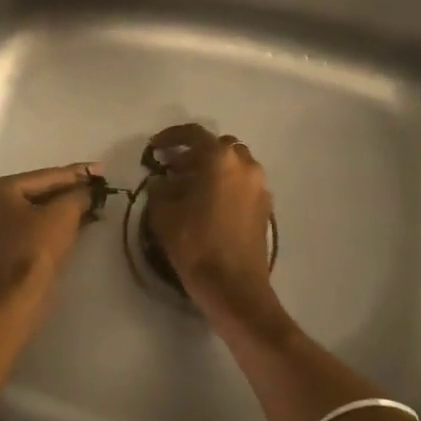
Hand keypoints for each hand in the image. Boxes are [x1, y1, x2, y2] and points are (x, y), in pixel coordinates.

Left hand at [0, 163, 98, 308]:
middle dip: (71, 191)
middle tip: (100, 186)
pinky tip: (79, 221)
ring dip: (65, 209)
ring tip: (95, 203)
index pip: (44, 176)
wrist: (16, 303)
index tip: (101, 169)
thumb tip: (90, 189)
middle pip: (39, 192)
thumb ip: (78, 194)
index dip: (77, 173)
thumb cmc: (35, 251)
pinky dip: (54, 224)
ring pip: (36, 211)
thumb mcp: (63, 215)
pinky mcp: (1, 248)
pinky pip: (32, 227)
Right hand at [143, 124, 274, 317]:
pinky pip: (242, 182)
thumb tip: (163, 181)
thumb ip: (161, 189)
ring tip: (190, 187)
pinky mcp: (265, 206)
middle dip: (194, 153)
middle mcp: (245, 165)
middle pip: (217, 146)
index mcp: (220, 159)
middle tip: (173, 168)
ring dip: (212, 169)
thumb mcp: (164, 214)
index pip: (193, 134)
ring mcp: (259, 185)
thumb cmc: (196, 245)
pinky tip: (208, 204)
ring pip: (233, 164)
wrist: (235, 287)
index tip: (155, 148)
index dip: (170, 137)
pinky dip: (225, 184)